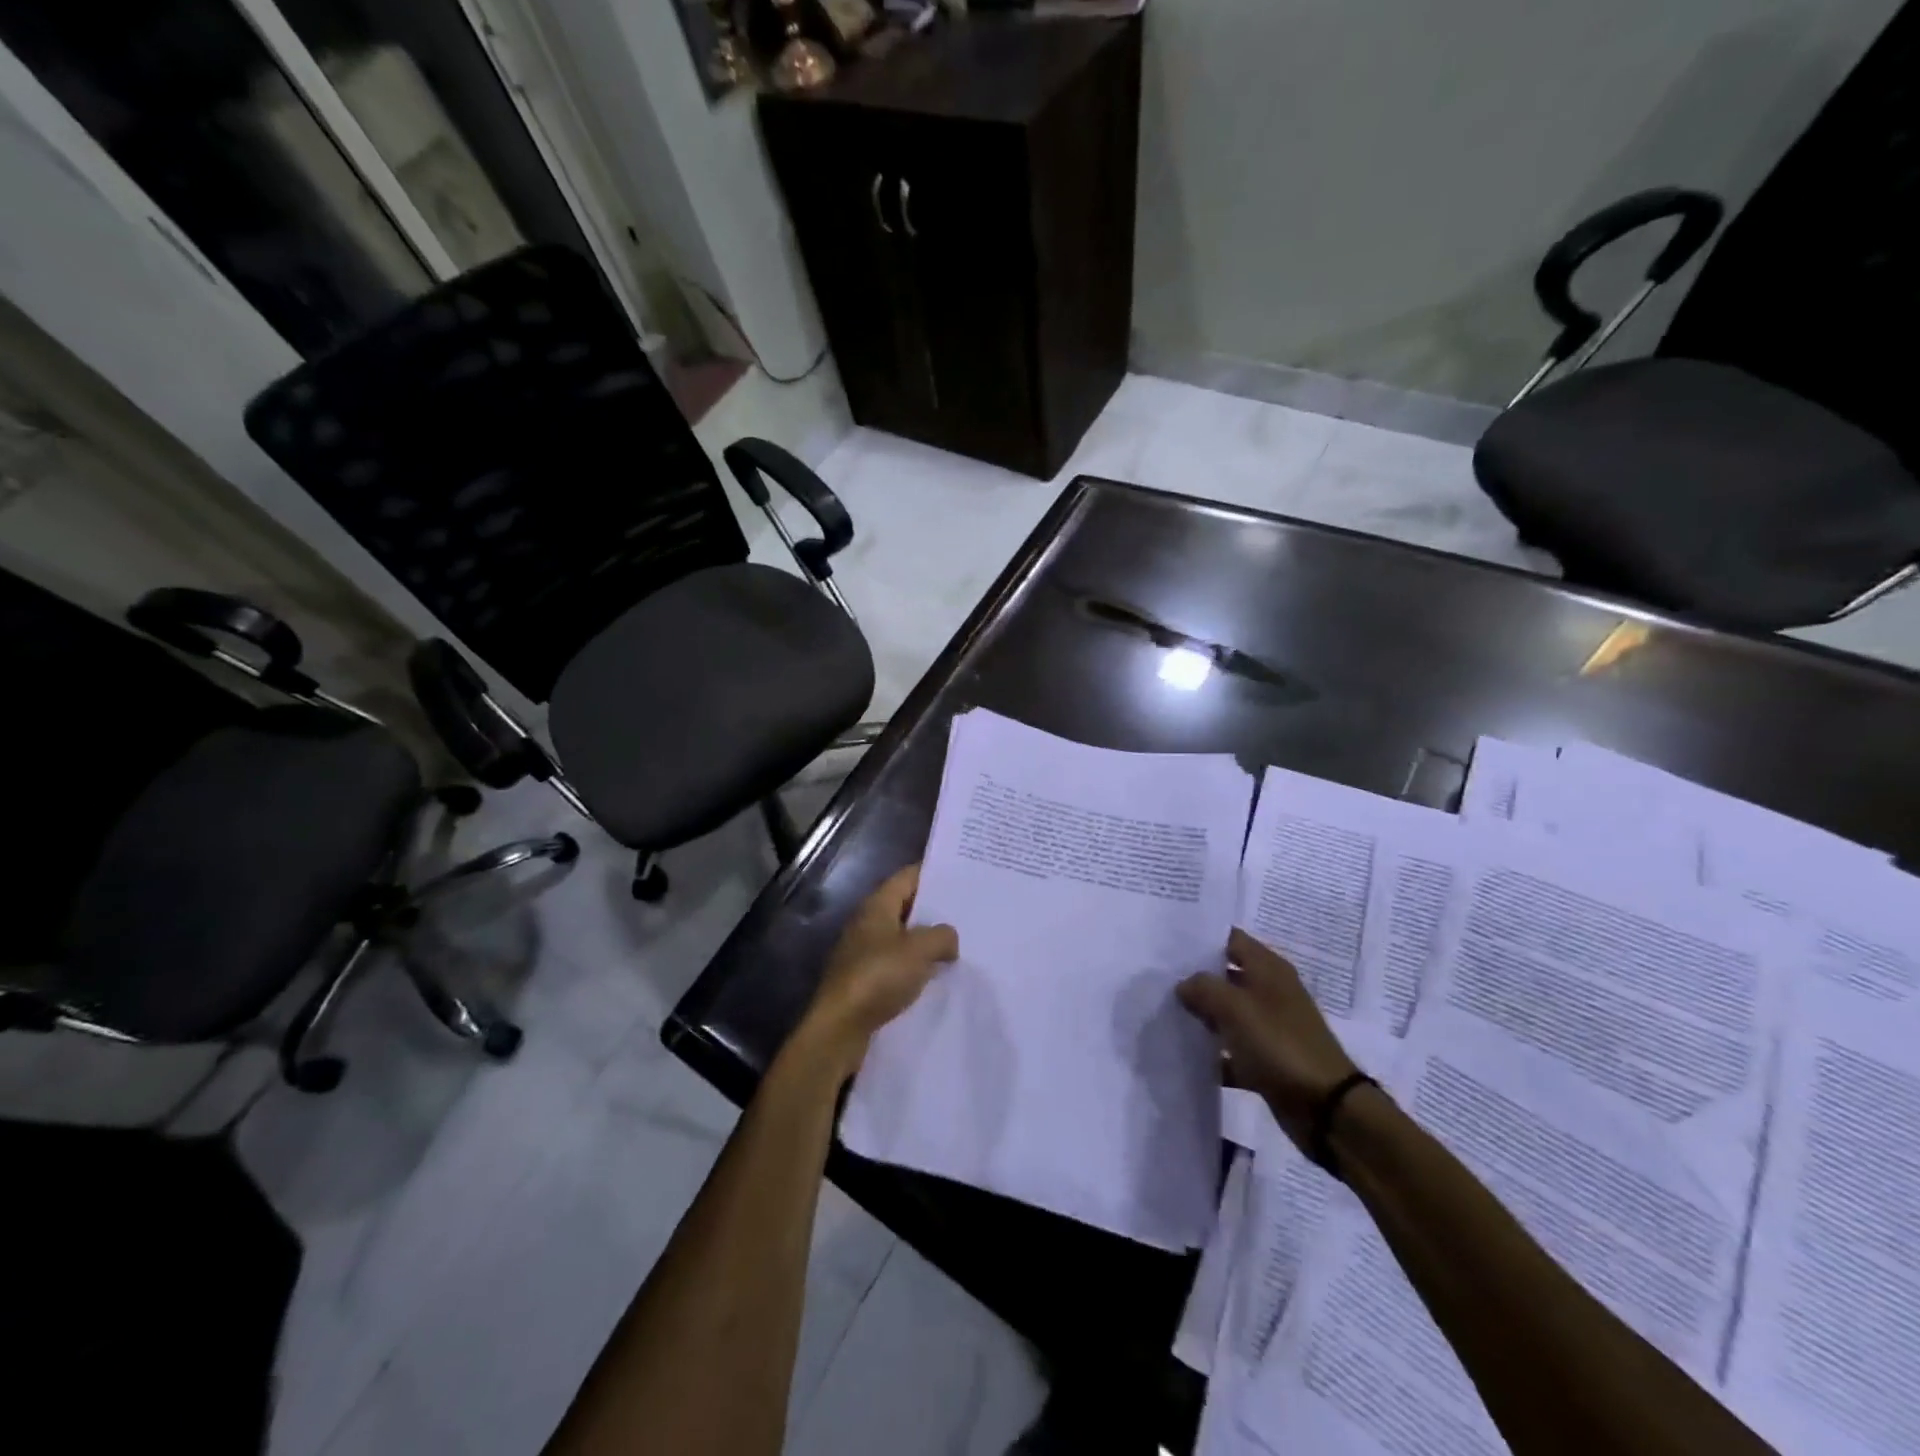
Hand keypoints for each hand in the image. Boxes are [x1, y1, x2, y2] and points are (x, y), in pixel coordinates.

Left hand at [796, 864, 957, 1074]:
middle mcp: (867, 923)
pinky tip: (937, 977)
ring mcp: (863, 952)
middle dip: (934, 910)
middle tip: (968, 913)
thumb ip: (942, 936)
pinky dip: (915, 966)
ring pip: (902, 938)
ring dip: (925, 942)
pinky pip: (896, 964)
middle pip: (905, 907)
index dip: (933, 874)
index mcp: (877, 906)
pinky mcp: (864, 980)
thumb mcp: (919, 950)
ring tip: (959, 946)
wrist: (839, 1028)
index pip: (907, 877)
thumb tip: (949, 939)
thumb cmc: (878, 977)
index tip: (961, 877)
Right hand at [1177, 928, 1359, 1151]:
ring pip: (1227, 1014)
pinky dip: (1215, 1054)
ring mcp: (1270, 1027)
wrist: (1326, 1108)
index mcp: (1268, 969)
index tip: (1167, 943)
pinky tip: (1186, 1056)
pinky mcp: (1267, 1060)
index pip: (1230, 939)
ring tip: (1162, 1014)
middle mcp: (1270, 992)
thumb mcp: (1235, 1008)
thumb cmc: (1280, 1044)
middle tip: (1157, 980)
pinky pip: (1233, 1050)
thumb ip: (1204, 988)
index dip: (1201, 939)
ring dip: (1202, 1017)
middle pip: (1226, 976)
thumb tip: (1184, 984)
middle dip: (1195, 979)